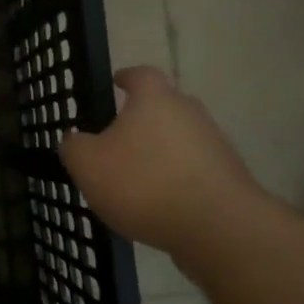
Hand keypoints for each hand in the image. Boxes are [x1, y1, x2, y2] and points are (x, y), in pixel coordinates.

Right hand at [60, 66, 264, 257]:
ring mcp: (214, 145)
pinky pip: (194, 171)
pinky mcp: (229, 179)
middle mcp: (189, 113)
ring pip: (180, 140)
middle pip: (164, 107)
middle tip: (117, 138)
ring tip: (135, 179)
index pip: (141, 75)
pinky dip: (176, 180)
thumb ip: (74, 147)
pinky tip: (159, 205)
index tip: (116, 82)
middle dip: (142, 119)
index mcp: (154, 99)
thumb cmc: (144, 183)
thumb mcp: (87, 165)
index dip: (126, 77)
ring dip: (159, 153)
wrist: (218, 228)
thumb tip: (75, 140)